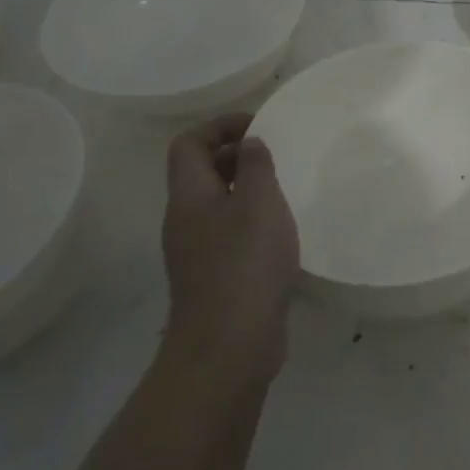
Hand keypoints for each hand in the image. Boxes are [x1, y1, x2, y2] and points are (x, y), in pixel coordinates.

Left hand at [160, 114, 298, 391]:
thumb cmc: (245, 263)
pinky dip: (252, 221)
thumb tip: (249, 144)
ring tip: (284, 191)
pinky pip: (229, 233)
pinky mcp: (215, 277)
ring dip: (246, 190)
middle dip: (235, 156)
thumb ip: (254, 166)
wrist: (229, 343)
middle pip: (200, 173)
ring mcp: (197, 251)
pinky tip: (282, 233)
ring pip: (217, 204)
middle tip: (276, 156)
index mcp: (189, 196)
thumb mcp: (258, 202)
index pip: (189, 144)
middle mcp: (185, 220)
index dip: (220, 126)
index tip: (260, 126)